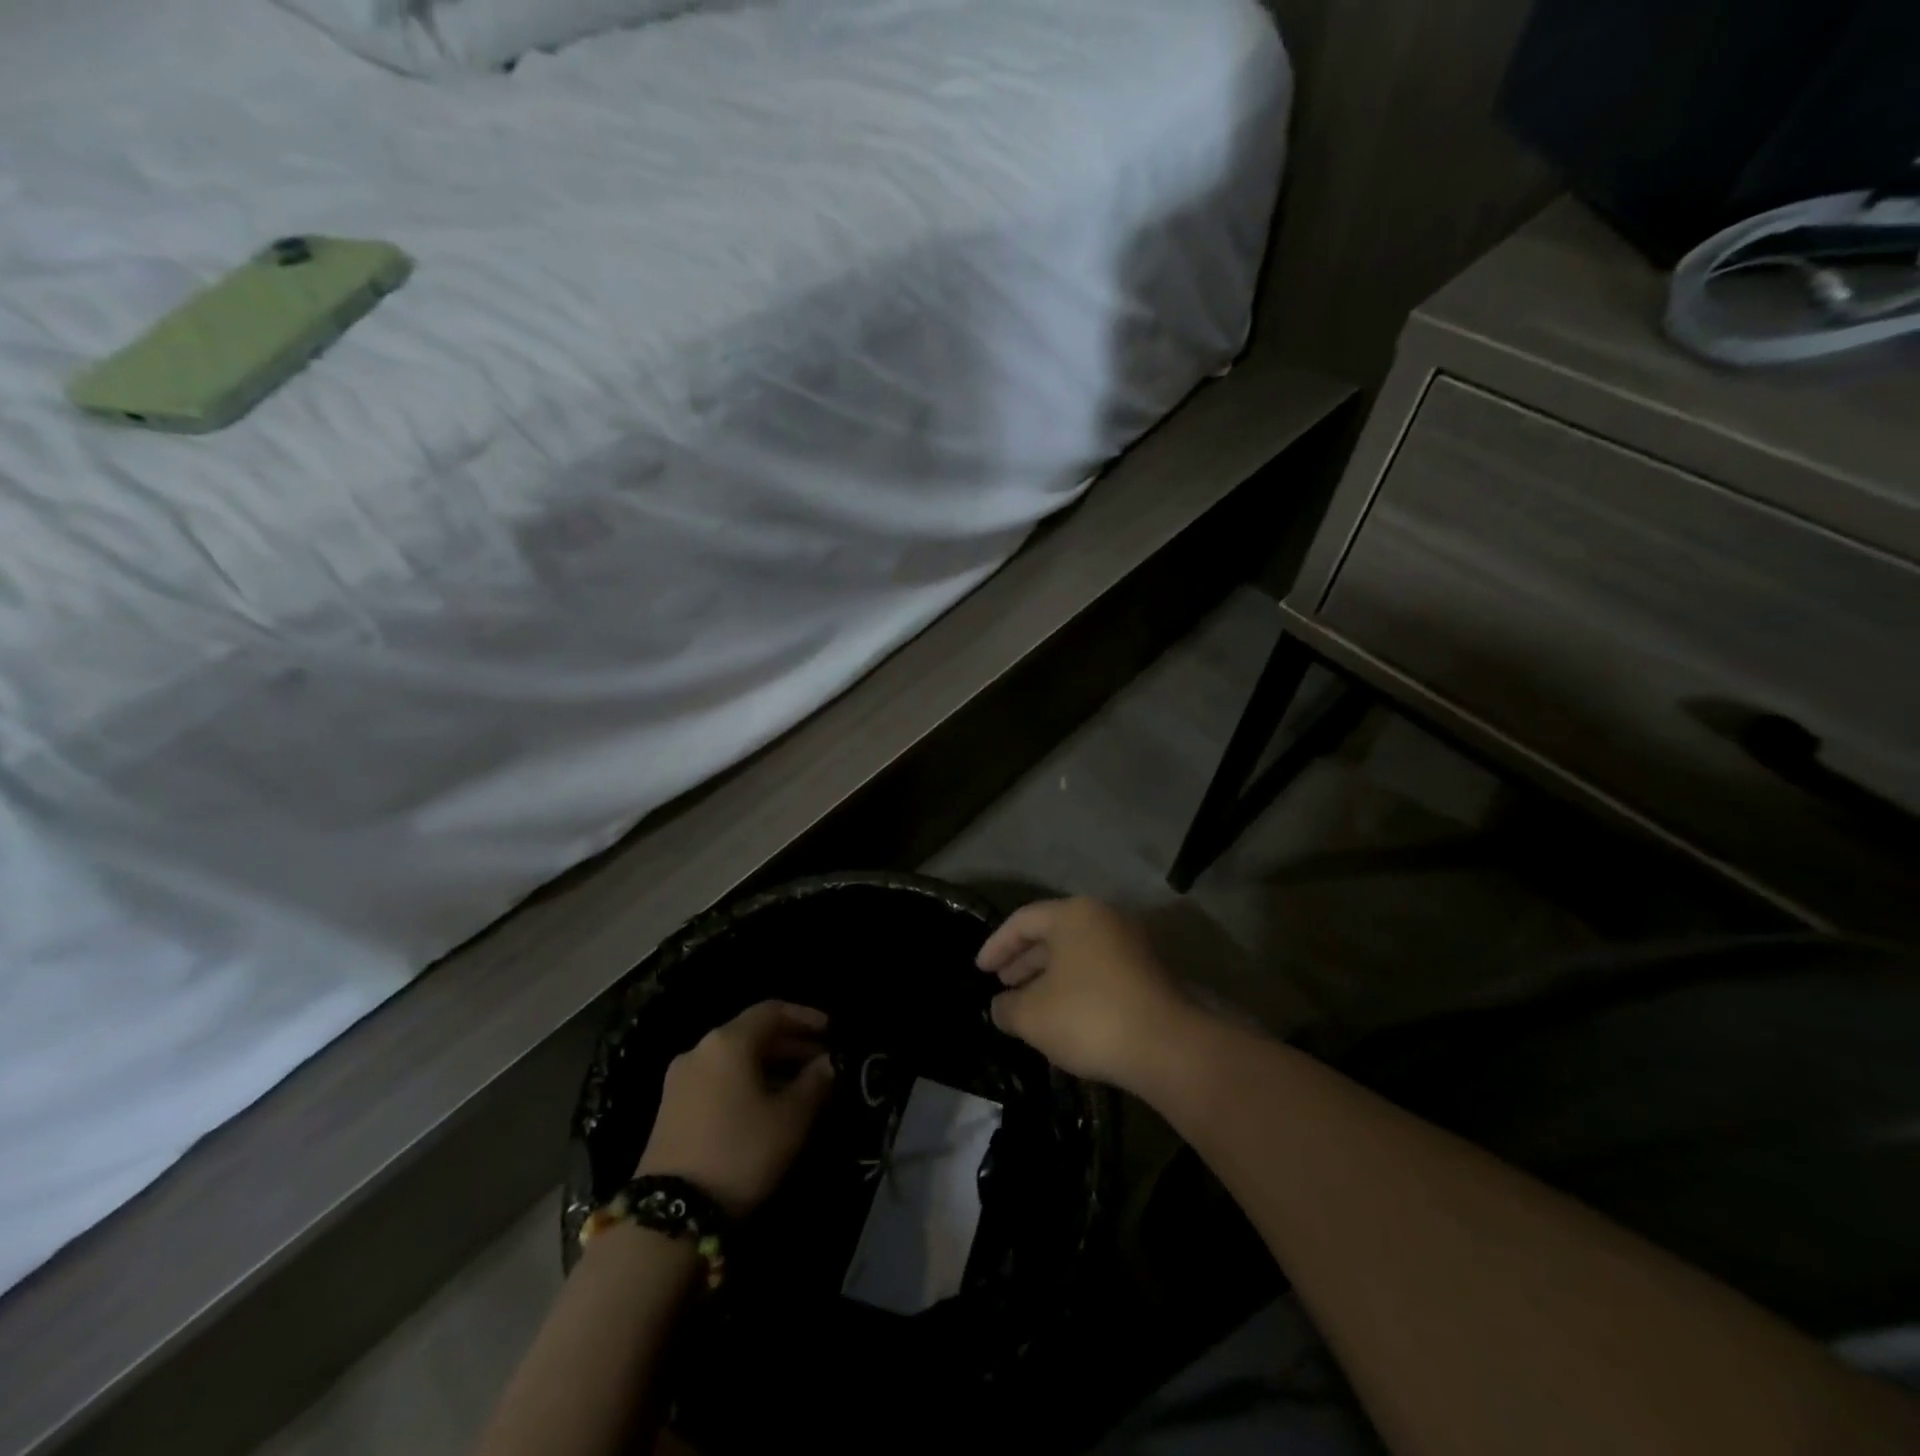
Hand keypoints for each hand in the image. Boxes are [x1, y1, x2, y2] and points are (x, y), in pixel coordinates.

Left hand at [636, 1001, 835, 1218]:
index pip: (773, 1010)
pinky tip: (765, 1106)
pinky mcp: (670, 1108)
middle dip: (790, 1044)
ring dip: (770, 1065)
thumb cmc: (740, 1153)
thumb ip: (816, 1082)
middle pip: (752, 1033)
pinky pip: (718, 1079)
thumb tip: (828, 1062)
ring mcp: (680, 1079)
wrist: (670, 1215)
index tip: (832, 1033)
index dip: (806, 1017)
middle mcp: (700, 1049)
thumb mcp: (791, 1119)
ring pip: (735, 1058)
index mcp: (728, 1041)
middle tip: (822, 1062)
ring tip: (800, 1087)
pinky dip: (746, 1081)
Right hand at [976, 898, 1194, 1093]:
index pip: (1023, 921)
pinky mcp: (1147, 973)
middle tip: (1001, 985)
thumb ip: (1007, 1007)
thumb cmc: (1089, 1017)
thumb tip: (1001, 1006)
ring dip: (1047, 977)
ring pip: (1076, 954)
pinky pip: (1098, 971)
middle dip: (1023, 961)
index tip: (980, 971)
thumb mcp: (1032, 1015)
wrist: (1167, 1047)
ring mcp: (1130, 944)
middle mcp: (1104, 919)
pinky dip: (1074, 987)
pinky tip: (1062, 1016)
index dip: (996, 945)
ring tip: (1027, 1004)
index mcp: (1074, 915)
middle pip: (1052, 934)